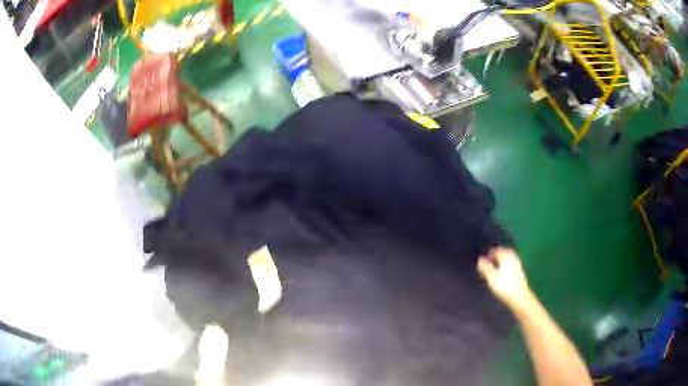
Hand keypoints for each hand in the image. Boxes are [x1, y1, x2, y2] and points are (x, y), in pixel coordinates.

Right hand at [477, 247, 533, 314]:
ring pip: (509, 258)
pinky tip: (503, 273)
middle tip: (490, 261)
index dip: (490, 253)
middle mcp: (513, 259)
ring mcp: (518, 265)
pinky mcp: (520, 272)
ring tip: (495, 267)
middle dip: (497, 255)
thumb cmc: (505, 287)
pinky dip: (506, 265)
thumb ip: (486, 268)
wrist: (520, 297)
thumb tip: (480, 259)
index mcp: (506, 258)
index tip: (484, 260)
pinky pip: (512, 264)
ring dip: (502, 260)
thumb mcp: (492, 278)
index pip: (498, 250)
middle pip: (504, 252)